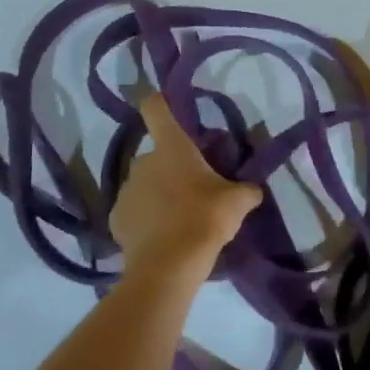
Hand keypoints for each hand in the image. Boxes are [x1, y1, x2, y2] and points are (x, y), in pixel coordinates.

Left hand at [109, 94, 261, 281]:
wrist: (168, 267)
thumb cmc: (205, 219)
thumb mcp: (238, 202)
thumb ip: (247, 189)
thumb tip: (253, 189)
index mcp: (171, 147)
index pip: (156, 108)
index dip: (162, 102)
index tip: (170, 107)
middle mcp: (142, 161)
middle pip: (158, 153)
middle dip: (173, 166)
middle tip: (196, 186)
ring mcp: (125, 190)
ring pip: (145, 183)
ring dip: (159, 193)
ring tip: (179, 217)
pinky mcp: (116, 219)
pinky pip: (134, 210)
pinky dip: (145, 219)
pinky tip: (162, 236)